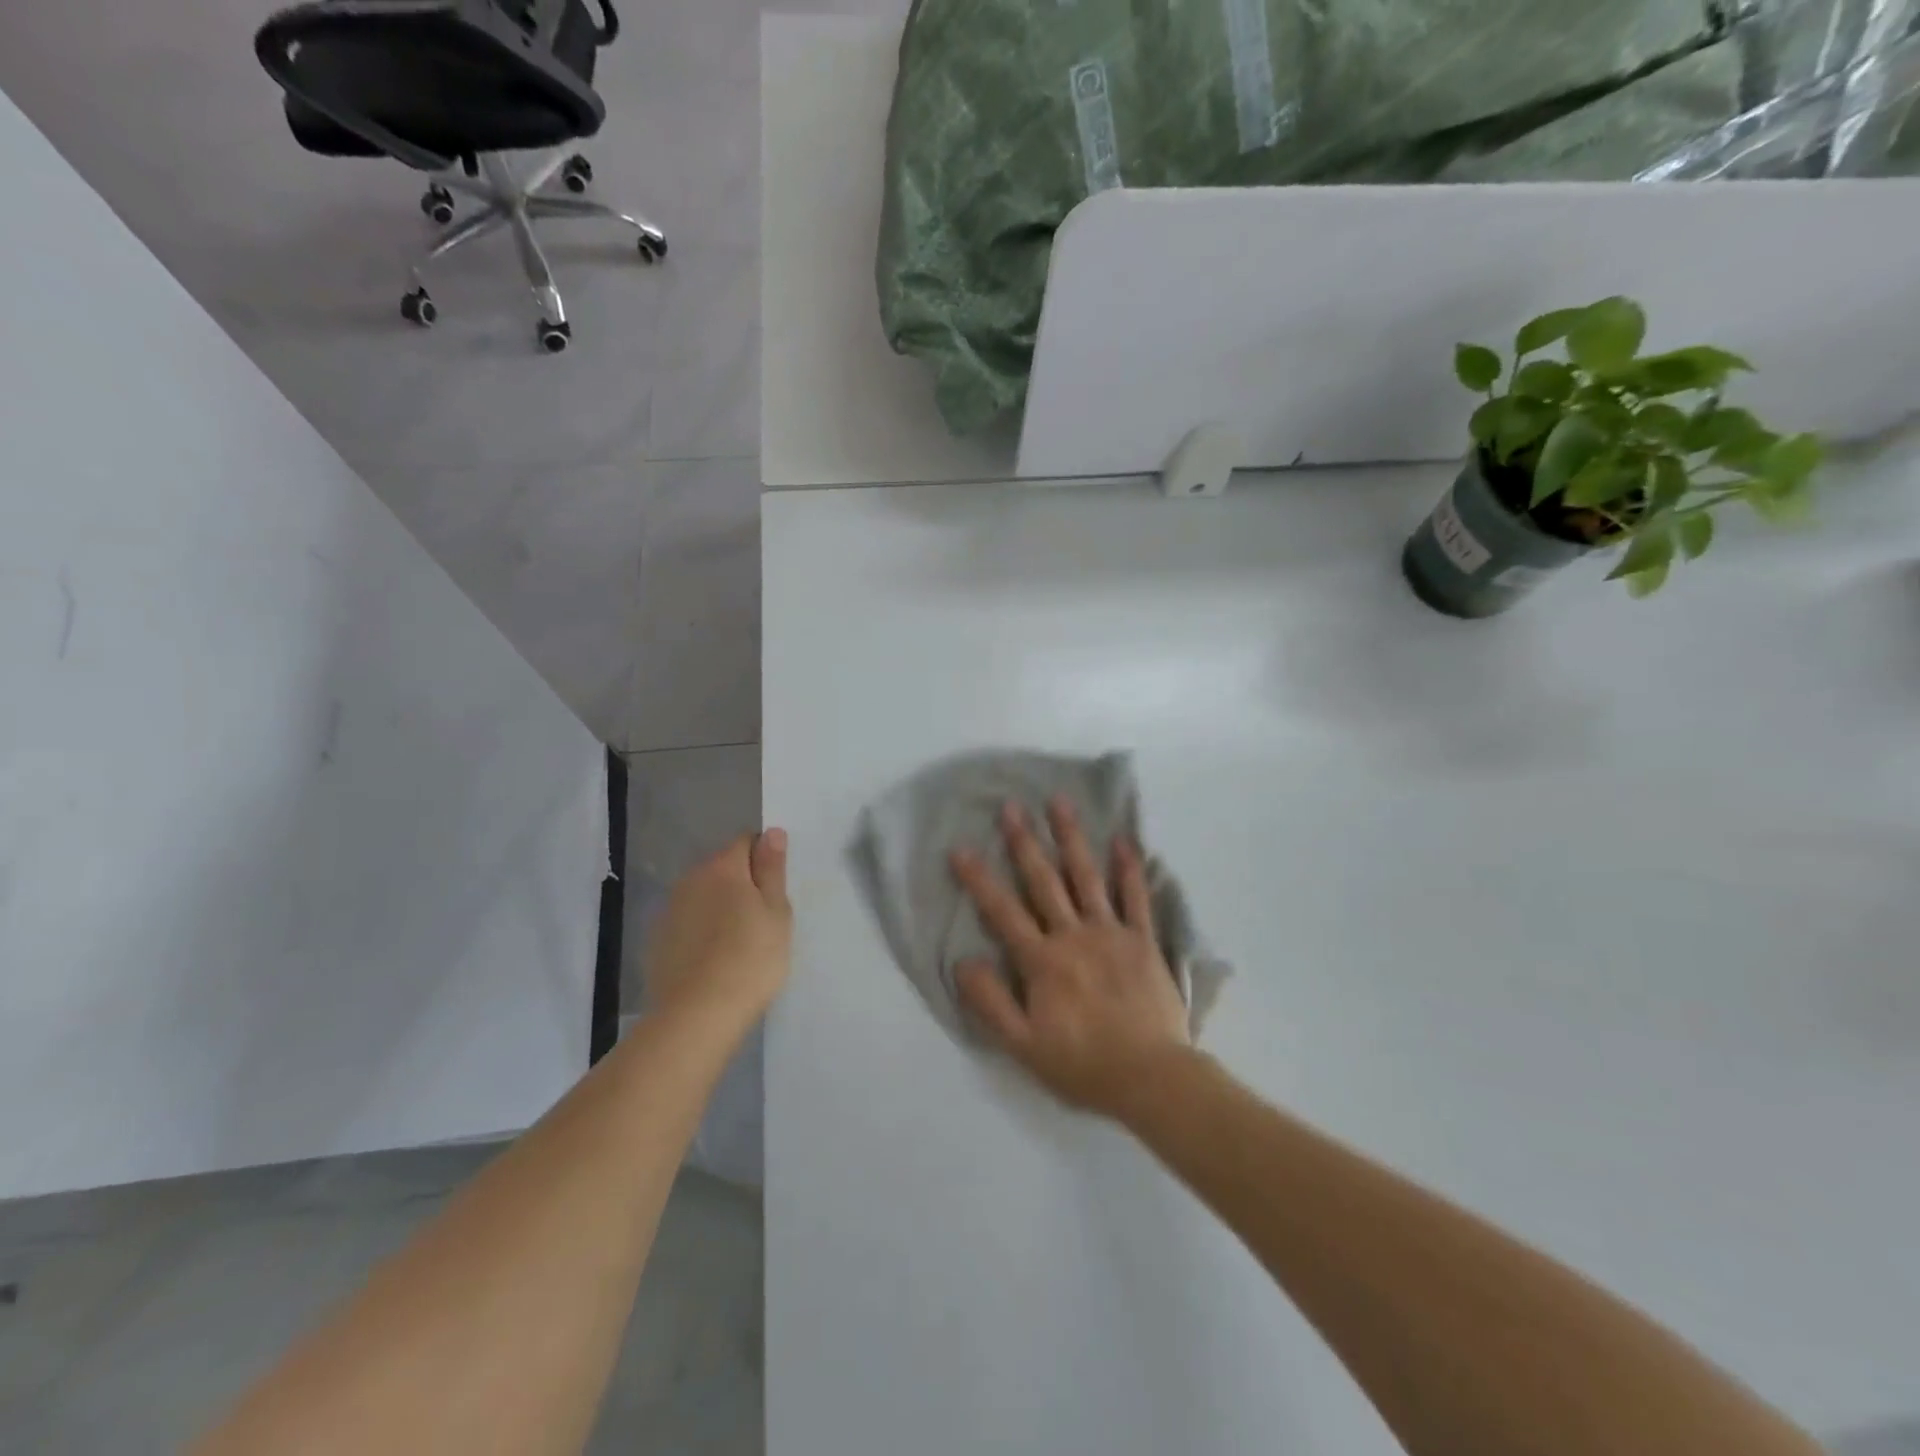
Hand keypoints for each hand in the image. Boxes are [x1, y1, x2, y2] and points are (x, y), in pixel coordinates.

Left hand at [645, 830, 792, 1036]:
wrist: (697, 1015)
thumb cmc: (750, 958)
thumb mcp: (776, 912)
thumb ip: (773, 869)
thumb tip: (772, 833)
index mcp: (723, 867)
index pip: (746, 842)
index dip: (765, 859)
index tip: (776, 889)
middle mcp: (690, 879)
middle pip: (722, 868)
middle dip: (741, 883)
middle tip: (763, 918)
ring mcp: (669, 910)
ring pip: (702, 896)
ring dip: (719, 907)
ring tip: (739, 942)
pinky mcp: (657, 941)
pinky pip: (687, 922)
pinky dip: (700, 931)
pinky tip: (713, 959)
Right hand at [949, 799, 1190, 1117]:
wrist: (1151, 1077)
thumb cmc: (1083, 1064)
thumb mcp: (1023, 1045)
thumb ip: (990, 1002)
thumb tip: (962, 961)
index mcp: (1042, 960)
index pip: (1003, 912)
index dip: (979, 880)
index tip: (961, 847)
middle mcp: (1073, 935)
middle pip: (1044, 882)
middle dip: (1024, 842)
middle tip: (1011, 806)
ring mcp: (1111, 932)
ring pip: (1086, 877)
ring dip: (1071, 838)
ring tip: (1060, 802)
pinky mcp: (1142, 940)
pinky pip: (1135, 897)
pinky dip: (1129, 868)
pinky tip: (1123, 840)